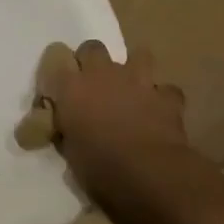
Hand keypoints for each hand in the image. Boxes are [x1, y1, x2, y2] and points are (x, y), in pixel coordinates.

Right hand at [41, 40, 217, 223]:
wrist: (150, 175)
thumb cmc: (100, 167)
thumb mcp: (70, 152)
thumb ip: (65, 131)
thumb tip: (61, 128)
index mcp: (71, 87)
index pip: (56, 57)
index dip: (59, 72)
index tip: (60, 89)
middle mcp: (102, 74)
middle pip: (92, 48)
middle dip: (92, 61)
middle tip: (93, 86)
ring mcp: (137, 81)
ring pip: (138, 55)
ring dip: (134, 69)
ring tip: (131, 89)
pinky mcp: (167, 97)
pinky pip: (166, 90)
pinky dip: (162, 99)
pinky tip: (159, 112)